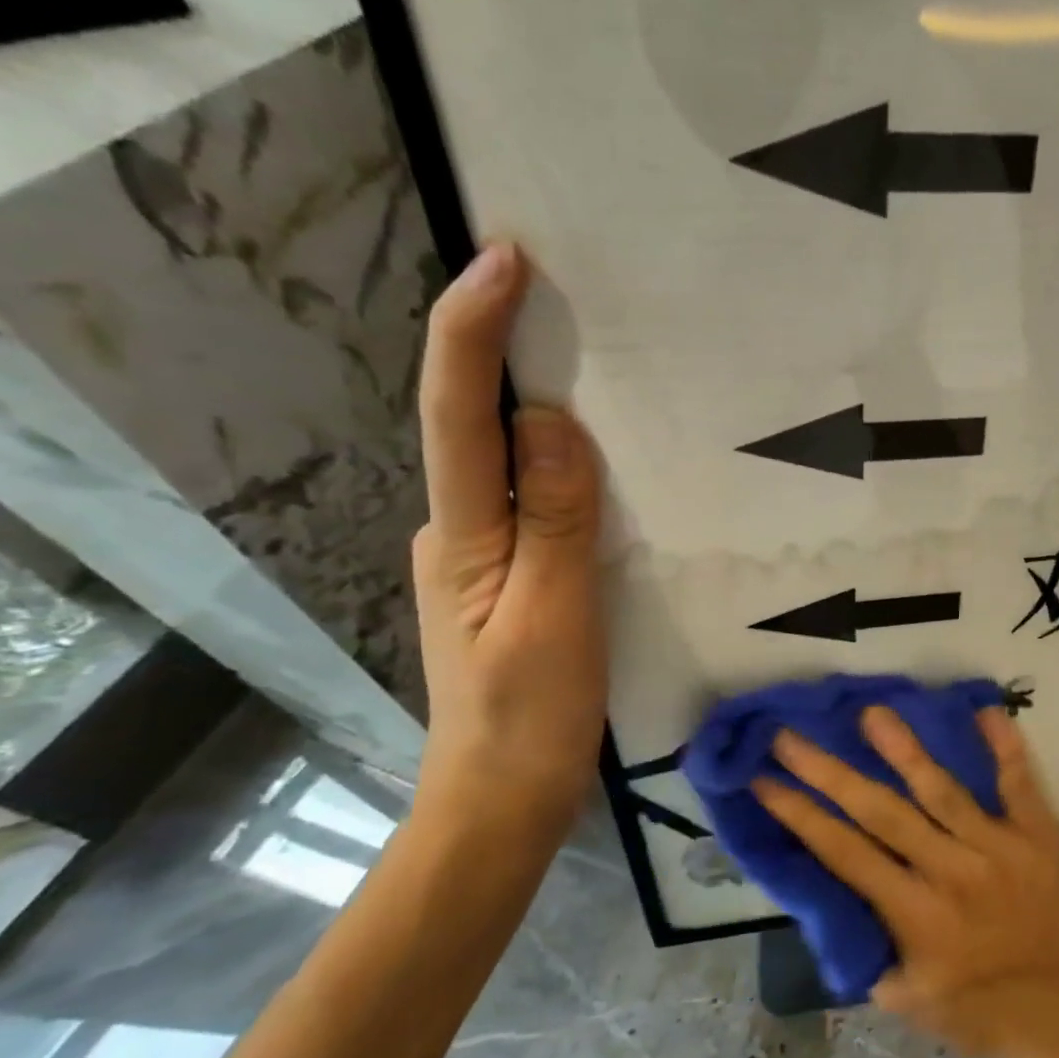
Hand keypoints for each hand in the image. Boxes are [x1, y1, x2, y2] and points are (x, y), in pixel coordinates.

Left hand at [412, 243, 606, 832]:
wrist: (504, 798)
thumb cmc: (530, 716)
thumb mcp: (555, 617)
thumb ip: (554, 519)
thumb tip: (551, 419)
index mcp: (462, 535)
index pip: (458, 414)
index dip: (473, 330)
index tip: (506, 259)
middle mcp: (459, 530)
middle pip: (474, 423)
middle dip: (503, 348)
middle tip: (561, 294)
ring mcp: (482, 554)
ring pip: (506, 462)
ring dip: (536, 404)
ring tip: (593, 362)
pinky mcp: (512, 576)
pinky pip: (534, 500)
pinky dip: (561, 464)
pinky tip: (600, 460)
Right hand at [756, 707, 1058, 1057]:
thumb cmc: (975, 1010)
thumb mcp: (904, 997)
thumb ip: (866, 948)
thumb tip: (834, 898)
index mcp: (914, 913)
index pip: (843, 852)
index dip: (800, 814)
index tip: (764, 779)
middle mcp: (950, 870)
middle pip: (880, 811)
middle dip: (829, 772)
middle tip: (790, 735)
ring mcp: (998, 847)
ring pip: (942, 789)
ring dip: (904, 749)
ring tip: (872, 712)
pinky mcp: (1037, 836)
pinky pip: (1020, 784)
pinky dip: (1006, 748)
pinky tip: (987, 710)